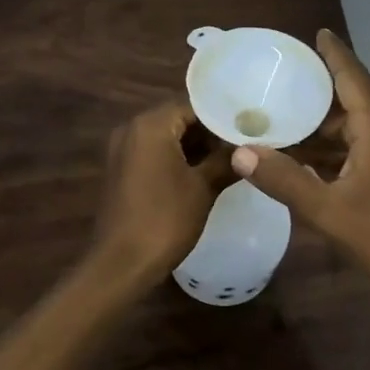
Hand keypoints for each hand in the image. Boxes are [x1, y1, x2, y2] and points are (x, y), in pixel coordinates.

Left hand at [88, 100, 231, 285]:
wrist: (121, 263)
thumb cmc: (165, 220)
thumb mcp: (203, 188)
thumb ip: (226, 161)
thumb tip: (249, 149)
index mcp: (151, 125)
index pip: (193, 105)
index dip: (222, 116)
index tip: (249, 128)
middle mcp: (132, 129)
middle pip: (178, 119)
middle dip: (210, 132)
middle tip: (243, 144)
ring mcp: (122, 150)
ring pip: (166, 137)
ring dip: (195, 146)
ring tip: (230, 160)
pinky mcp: (121, 171)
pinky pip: (153, 153)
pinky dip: (177, 159)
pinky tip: (203, 174)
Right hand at [230, 31, 369, 312]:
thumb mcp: (327, 210)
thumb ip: (284, 180)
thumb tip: (241, 152)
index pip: (353, 76)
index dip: (334, 54)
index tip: (316, 32)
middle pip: (355, 97)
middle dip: (322, 86)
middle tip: (283, 78)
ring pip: (359, 124)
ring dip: (326, 122)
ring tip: (286, 115)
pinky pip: (365, 144)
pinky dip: (338, 145)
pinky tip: (310, 157)